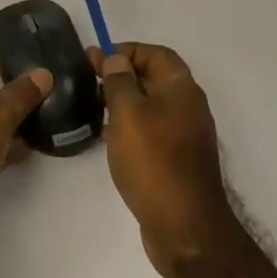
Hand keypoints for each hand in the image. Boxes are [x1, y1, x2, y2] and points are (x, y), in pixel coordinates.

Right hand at [92, 43, 234, 271]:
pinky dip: (131, 126)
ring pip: (151, 105)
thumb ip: (119, 81)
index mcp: (181, 88)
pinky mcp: (177, 159)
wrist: (184, 226)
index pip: (155, 53)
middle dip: (121, 75)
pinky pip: (152, 130)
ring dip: (124, 101)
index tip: (95, 60)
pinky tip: (110, 138)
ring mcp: (185, 135)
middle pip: (154, 77)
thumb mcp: (128, 114)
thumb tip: (116, 59)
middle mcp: (188, 106)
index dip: (125, 50)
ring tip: (94, 108)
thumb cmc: (153, 161)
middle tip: (88, 81)